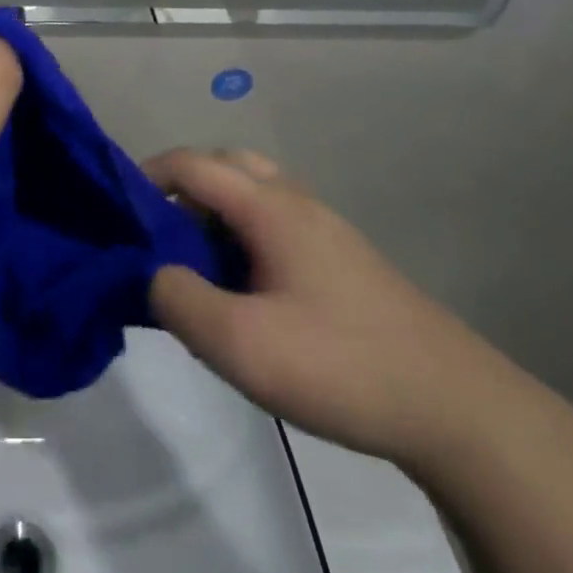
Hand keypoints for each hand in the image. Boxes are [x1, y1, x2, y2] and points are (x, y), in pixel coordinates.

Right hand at [146, 149, 525, 470]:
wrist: (456, 408)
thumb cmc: (340, 364)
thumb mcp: (241, 344)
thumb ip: (178, 300)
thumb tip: (151, 273)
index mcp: (270, 206)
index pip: (193, 164)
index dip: (147, 175)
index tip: (116, 209)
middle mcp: (296, 201)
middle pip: (226, 165)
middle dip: (183, 186)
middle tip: (158, 232)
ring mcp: (324, 228)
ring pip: (254, 191)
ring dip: (215, 210)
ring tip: (194, 261)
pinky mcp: (341, 259)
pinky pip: (275, 222)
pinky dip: (242, 233)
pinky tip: (241, 286)